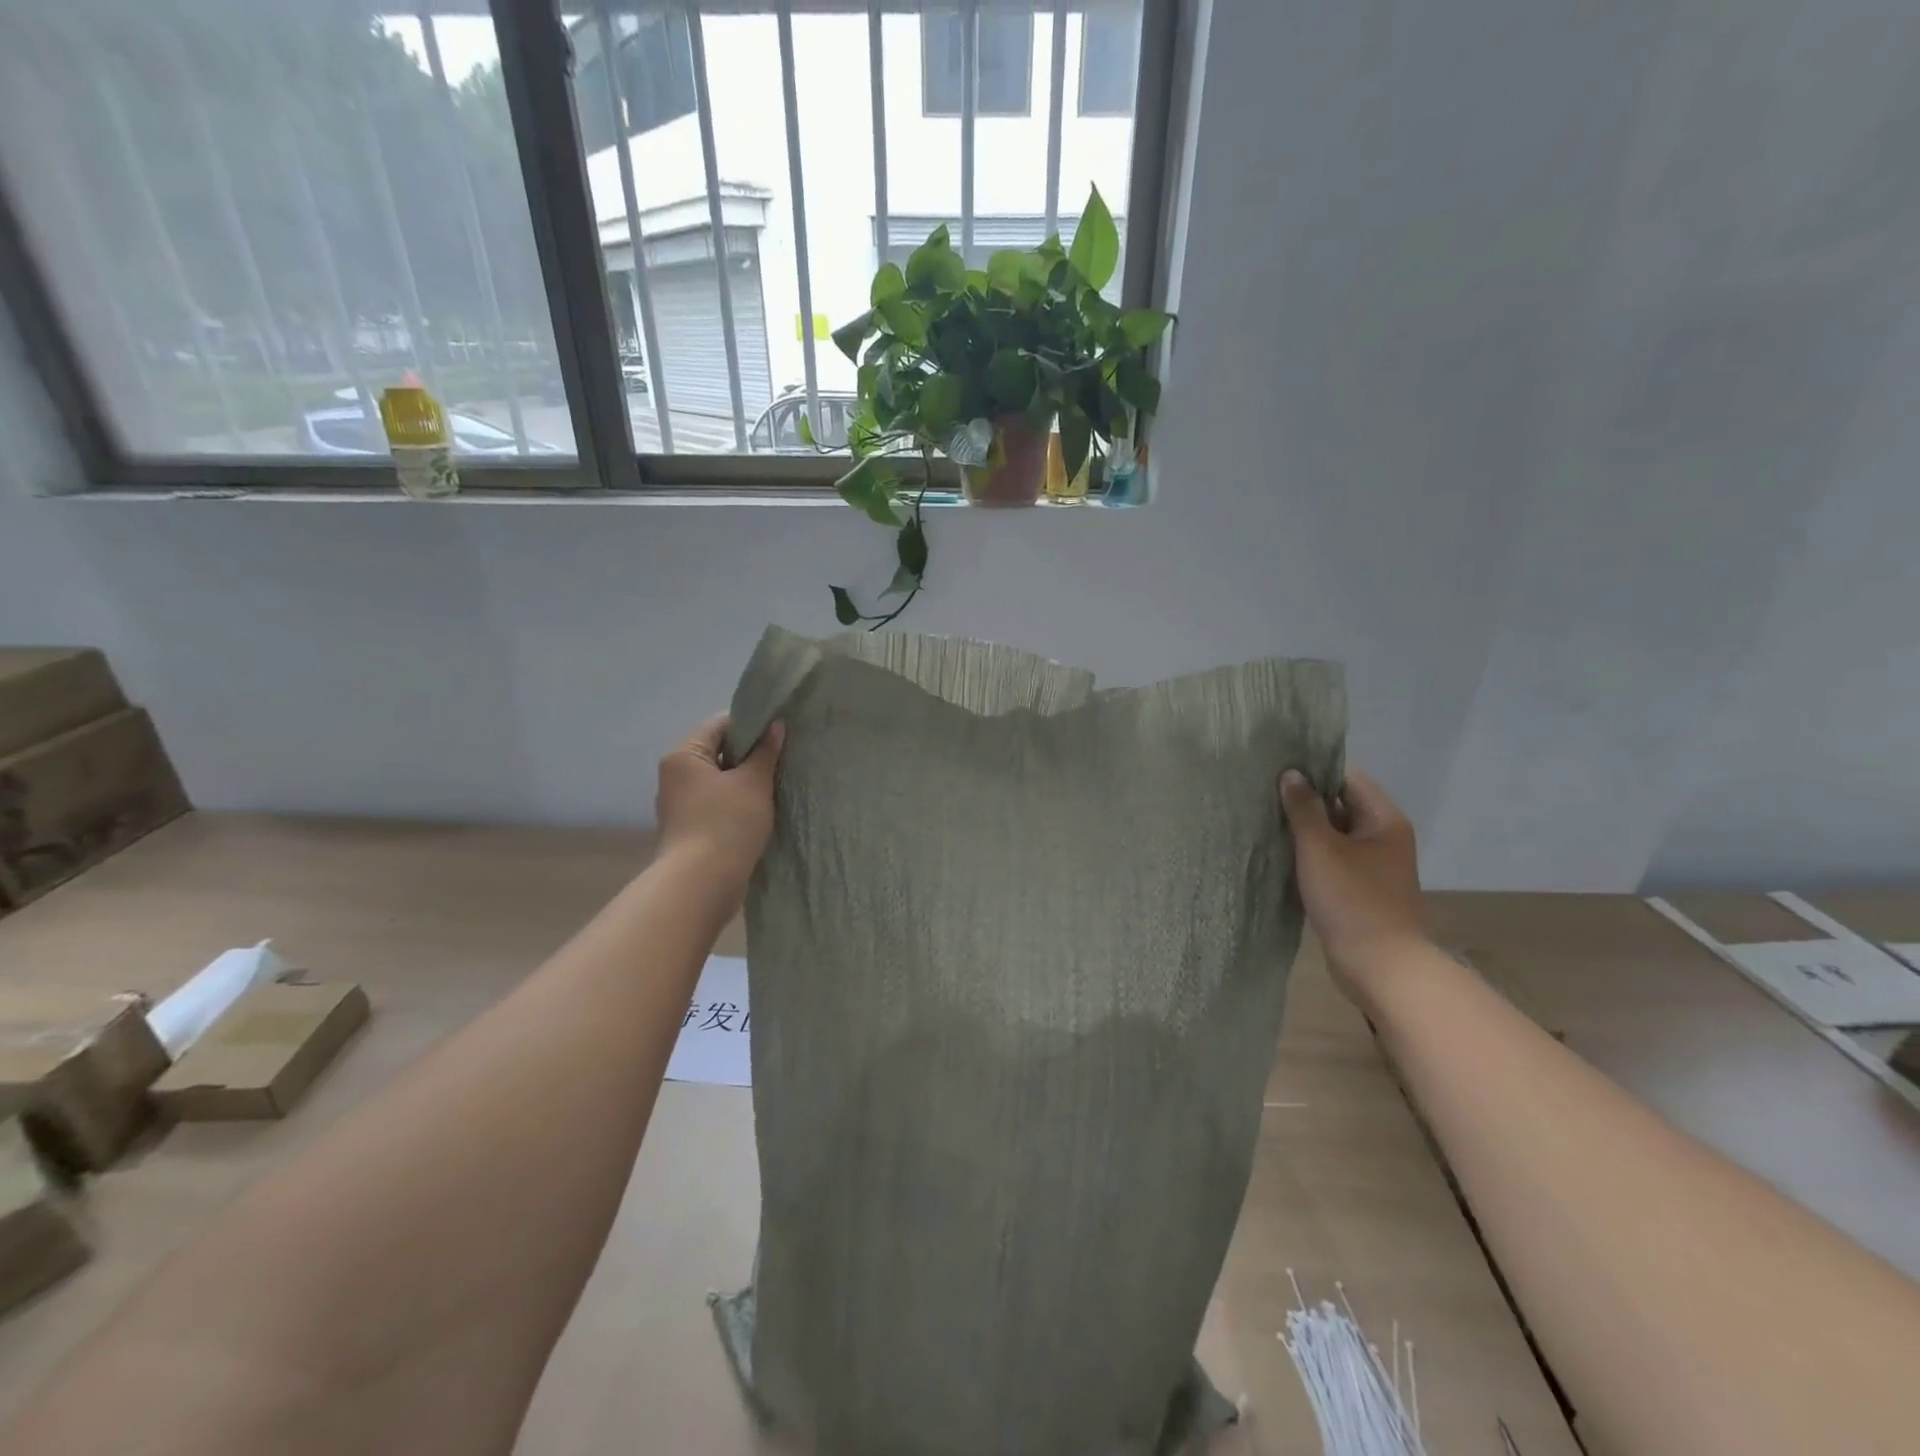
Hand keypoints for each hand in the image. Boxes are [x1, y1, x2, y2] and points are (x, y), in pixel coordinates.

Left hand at [656, 716, 784, 890]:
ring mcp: (681, 805)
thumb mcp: (754, 783)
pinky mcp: (690, 829)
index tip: (780, 734)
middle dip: (750, 755)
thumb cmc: (727, 823)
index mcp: (684, 755)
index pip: (720, 724)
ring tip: (776, 785)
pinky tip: (761, 810)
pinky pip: (717, 804)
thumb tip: (776, 726)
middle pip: (718, 752)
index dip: (752, 725)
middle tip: (783, 759)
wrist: (702, 884)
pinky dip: (738, 803)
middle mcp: (676, 776)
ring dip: (746, 781)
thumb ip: (766, 752)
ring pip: (719, 780)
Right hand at [1279, 767, 1427, 1009]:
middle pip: (1341, 804)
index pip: (1347, 777)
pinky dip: (1310, 854)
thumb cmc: (1352, 899)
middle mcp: (1383, 836)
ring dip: (1305, 828)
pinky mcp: (1360, 888)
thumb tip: (1291, 774)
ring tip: (1265, 819)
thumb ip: (1304, 809)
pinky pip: (1332, 858)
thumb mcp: (1320, 848)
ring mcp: (1373, 864)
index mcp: (1383, 820)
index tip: (1277, 767)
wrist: (1379, 965)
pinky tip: (1280, 853)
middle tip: (1263, 792)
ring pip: (1334, 833)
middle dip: (1305, 799)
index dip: (1314, 769)